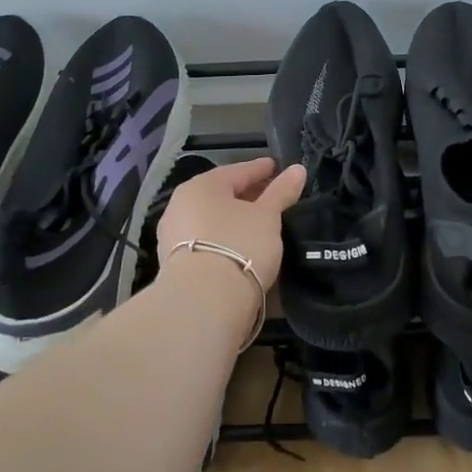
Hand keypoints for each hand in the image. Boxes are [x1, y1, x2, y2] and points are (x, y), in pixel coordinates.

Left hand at [157, 157, 306, 288]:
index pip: (237, 171)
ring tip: (259, 226)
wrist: (203, 304)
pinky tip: (241, 249)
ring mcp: (173, 237)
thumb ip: (282, 191)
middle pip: (221, 196)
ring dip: (234, 221)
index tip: (277, 168)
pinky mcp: (174, 266)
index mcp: (201, 186)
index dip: (260, 169)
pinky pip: (206, 244)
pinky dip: (224, 242)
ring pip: (211, 221)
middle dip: (247, 196)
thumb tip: (298, 169)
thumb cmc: (239, 246)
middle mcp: (180, 206)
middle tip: (272, 198)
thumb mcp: (267, 216)